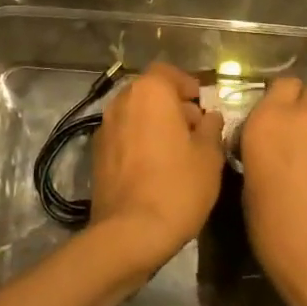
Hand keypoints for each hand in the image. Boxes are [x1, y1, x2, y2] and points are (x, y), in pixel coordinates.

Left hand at [88, 63, 225, 271]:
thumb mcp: (209, 157)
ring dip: (154, 124)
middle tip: (195, 130)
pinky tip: (155, 167)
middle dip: (172, 105)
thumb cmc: (177, 186)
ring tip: (177, 151)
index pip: (168, 72)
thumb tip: (209, 117)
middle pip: (150, 92)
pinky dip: (139, 141)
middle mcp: (122, 102)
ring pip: (135, 115)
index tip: (203, 104)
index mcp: (150, 92)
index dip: (187, 85)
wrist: (130, 233)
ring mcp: (104, 128)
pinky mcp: (96, 154)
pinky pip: (123, 136)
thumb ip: (211, 129)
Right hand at [239, 76, 306, 305]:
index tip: (270, 127)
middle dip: (305, 108)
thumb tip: (267, 155)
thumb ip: (259, 159)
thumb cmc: (279, 234)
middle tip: (296, 140)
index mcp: (267, 122)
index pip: (279, 86)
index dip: (277, 102)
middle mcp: (306, 117)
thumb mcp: (250, 194)